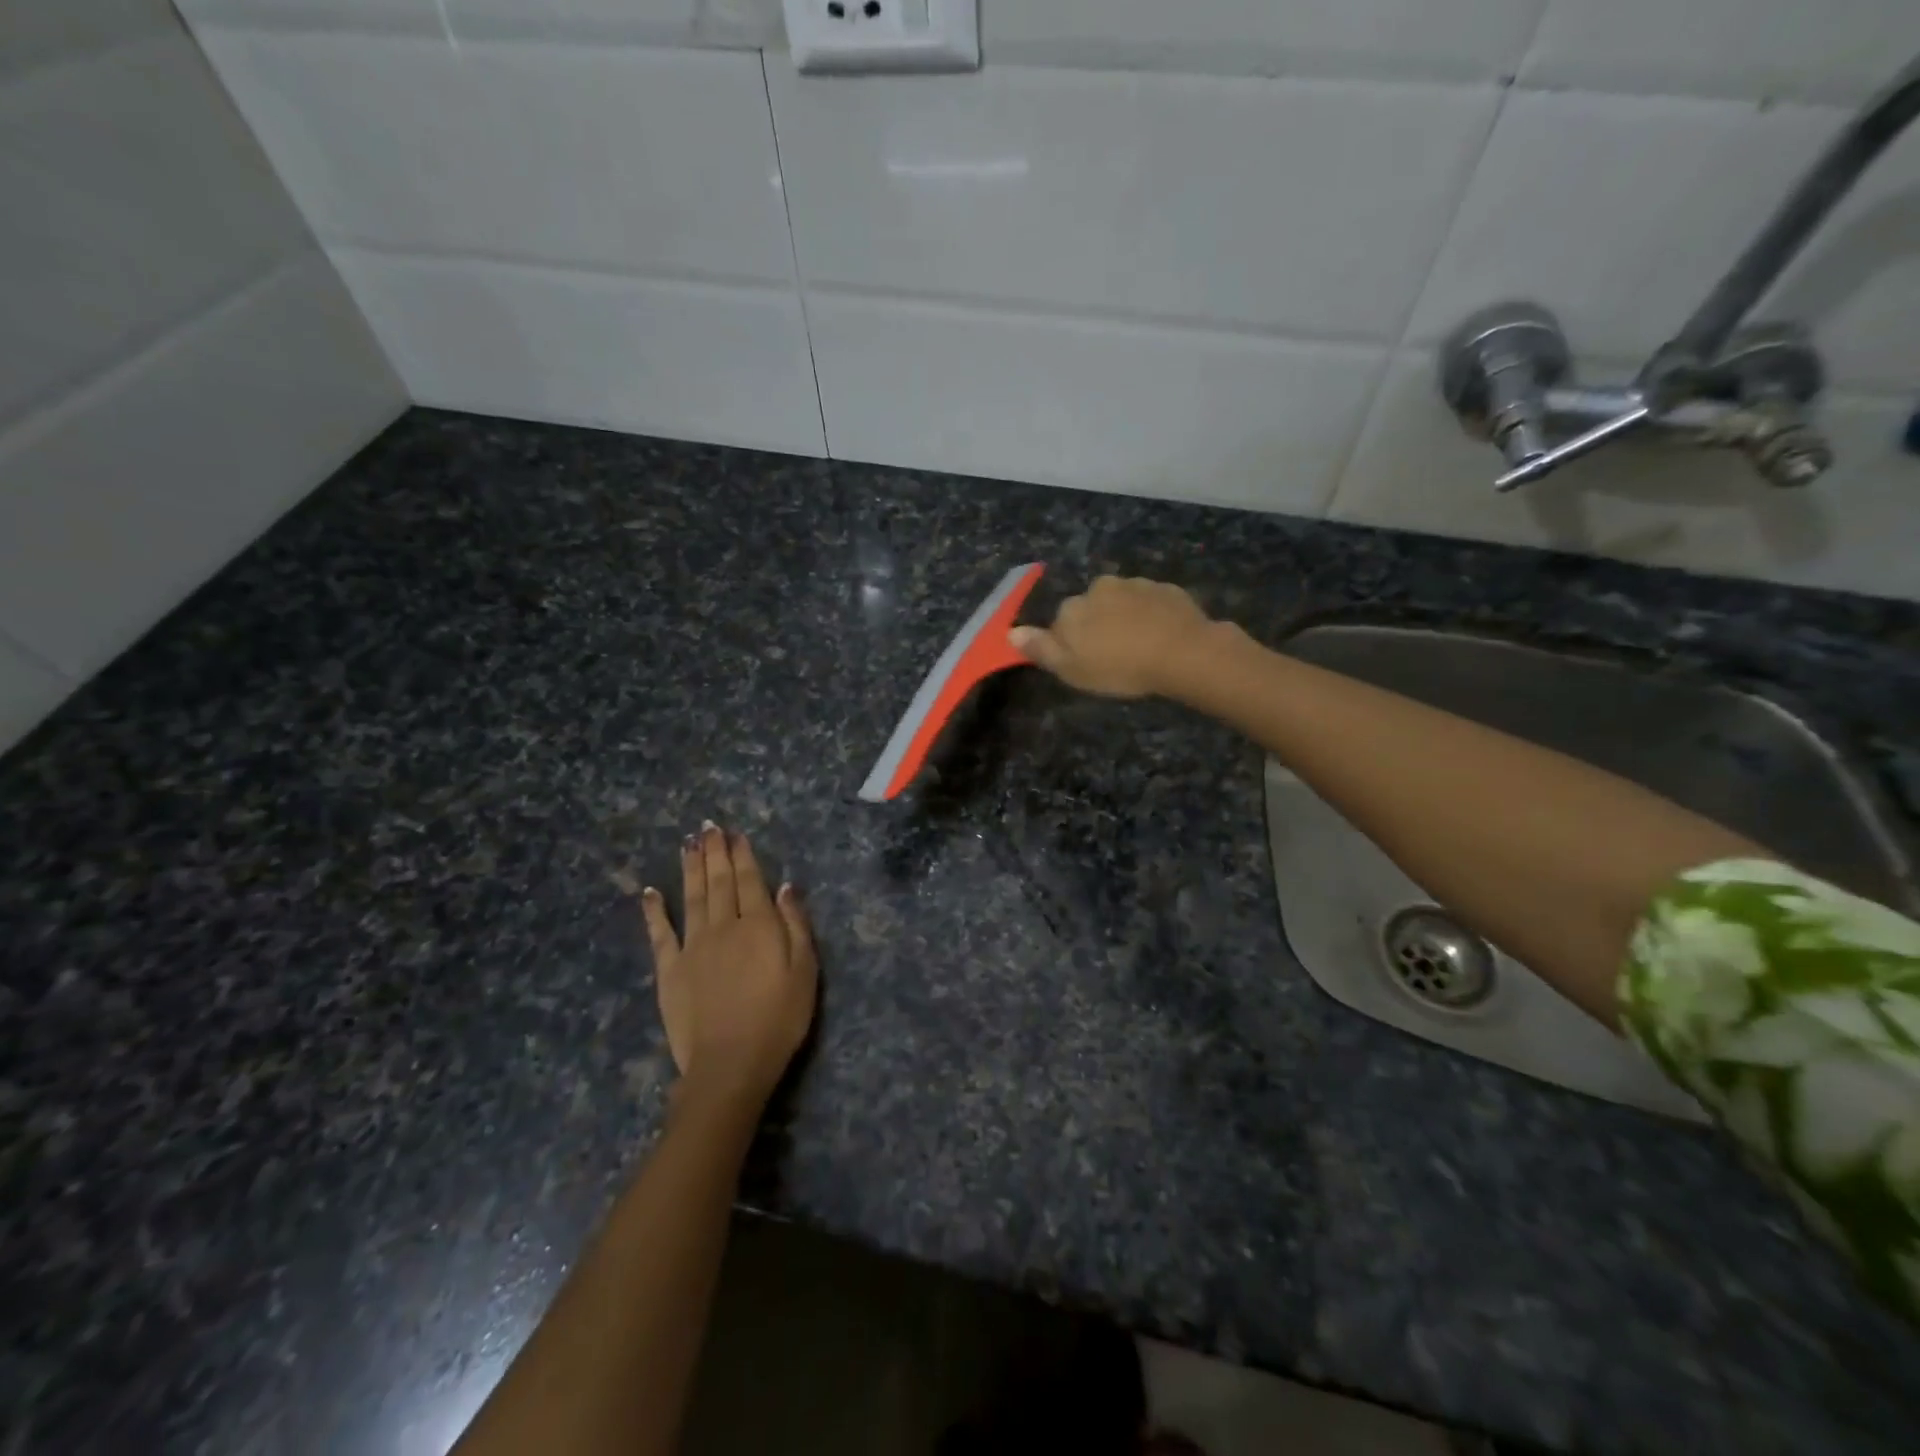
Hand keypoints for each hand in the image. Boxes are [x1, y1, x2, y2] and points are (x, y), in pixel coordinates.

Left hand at [641, 822, 817, 1106]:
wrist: (730, 1064)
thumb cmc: (778, 1019)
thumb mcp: (805, 971)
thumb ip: (795, 925)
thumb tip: (785, 886)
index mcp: (758, 925)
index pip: (750, 880)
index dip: (742, 855)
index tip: (735, 833)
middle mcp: (723, 926)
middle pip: (719, 881)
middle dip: (715, 851)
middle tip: (708, 827)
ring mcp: (693, 946)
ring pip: (691, 897)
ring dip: (690, 868)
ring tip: (688, 843)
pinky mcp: (669, 969)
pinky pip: (660, 933)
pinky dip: (654, 910)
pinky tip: (650, 890)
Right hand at [1010, 575, 1214, 698]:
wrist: (1181, 652)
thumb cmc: (1120, 667)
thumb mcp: (1072, 669)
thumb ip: (1041, 649)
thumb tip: (1010, 633)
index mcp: (1072, 608)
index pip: (1061, 624)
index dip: (1072, 645)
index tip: (1088, 664)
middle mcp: (1099, 588)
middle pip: (1091, 608)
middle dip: (1099, 626)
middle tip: (1115, 656)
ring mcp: (1134, 585)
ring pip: (1121, 602)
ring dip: (1125, 619)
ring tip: (1140, 647)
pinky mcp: (1165, 589)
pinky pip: (1150, 602)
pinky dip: (1151, 615)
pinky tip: (1161, 637)